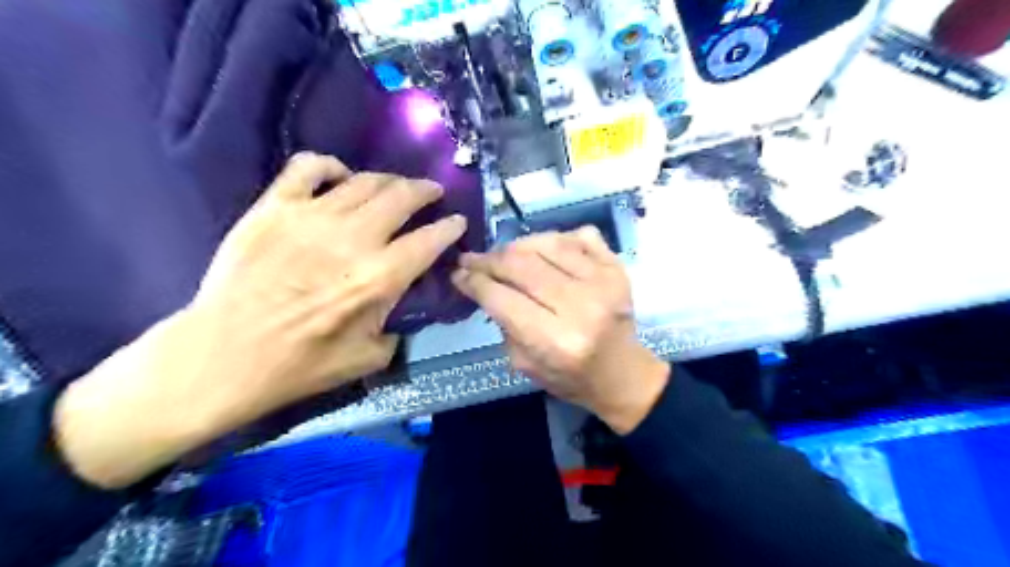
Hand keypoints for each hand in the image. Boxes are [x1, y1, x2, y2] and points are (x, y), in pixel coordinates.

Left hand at [56, 152, 464, 486]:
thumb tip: (402, 303)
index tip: (458, 222)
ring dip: (390, 180)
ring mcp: (312, 217)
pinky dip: (331, 166)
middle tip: (432, 193)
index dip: (451, 228)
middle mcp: (353, 239)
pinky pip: (309, 167)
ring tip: (396, 186)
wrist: (224, 355)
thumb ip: (398, 327)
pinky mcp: (275, 207)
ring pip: (365, 180)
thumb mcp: (369, 358)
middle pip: (402, 197)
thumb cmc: (300, 365)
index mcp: (380, 278)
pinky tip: (340, 177)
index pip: (430, 240)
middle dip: (426, 191)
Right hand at [455, 228, 668, 430]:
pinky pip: (578, 236)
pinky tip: (542, 250)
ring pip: (547, 243)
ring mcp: (604, 281)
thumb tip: (480, 283)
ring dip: (517, 246)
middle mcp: (581, 307)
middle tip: (472, 260)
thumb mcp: (524, 364)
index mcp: (556, 341)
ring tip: (503, 255)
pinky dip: (554, 238)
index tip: (458, 273)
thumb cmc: (570, 377)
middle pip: (522, 265)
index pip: (502, 298)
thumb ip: (502, 323)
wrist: (622, 373)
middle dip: (489, 260)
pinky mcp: (617, 267)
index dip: (474, 281)